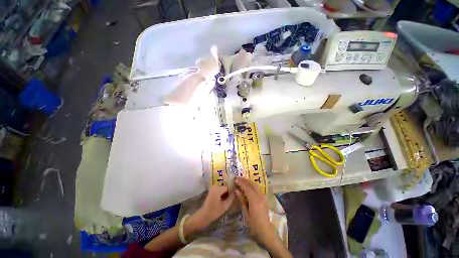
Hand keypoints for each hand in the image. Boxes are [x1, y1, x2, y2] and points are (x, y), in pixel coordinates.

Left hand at [194, 185, 234, 227]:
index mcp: (219, 188)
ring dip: (226, 193)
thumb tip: (236, 192)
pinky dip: (222, 194)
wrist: (203, 215)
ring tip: (228, 200)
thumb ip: (231, 198)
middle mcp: (216, 185)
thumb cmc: (214, 211)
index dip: (233, 190)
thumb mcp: (225, 206)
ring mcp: (213, 188)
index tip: (236, 195)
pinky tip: (224, 200)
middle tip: (232, 198)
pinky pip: (220, 190)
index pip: (229, 186)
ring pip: (223, 188)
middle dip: (229, 192)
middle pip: (226, 186)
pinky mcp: (212, 191)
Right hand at [234, 177, 275, 244]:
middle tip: (237, 178)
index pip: (247, 188)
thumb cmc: (254, 223)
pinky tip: (248, 185)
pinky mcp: (264, 197)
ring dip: (248, 181)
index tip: (235, 179)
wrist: (265, 229)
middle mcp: (259, 195)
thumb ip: (242, 200)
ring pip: (255, 185)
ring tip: (241, 180)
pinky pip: (257, 188)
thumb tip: (236, 190)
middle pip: (251, 184)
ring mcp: (263, 195)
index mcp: (254, 200)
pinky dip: (251, 184)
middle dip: (244, 180)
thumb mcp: (246, 212)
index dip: (241, 183)